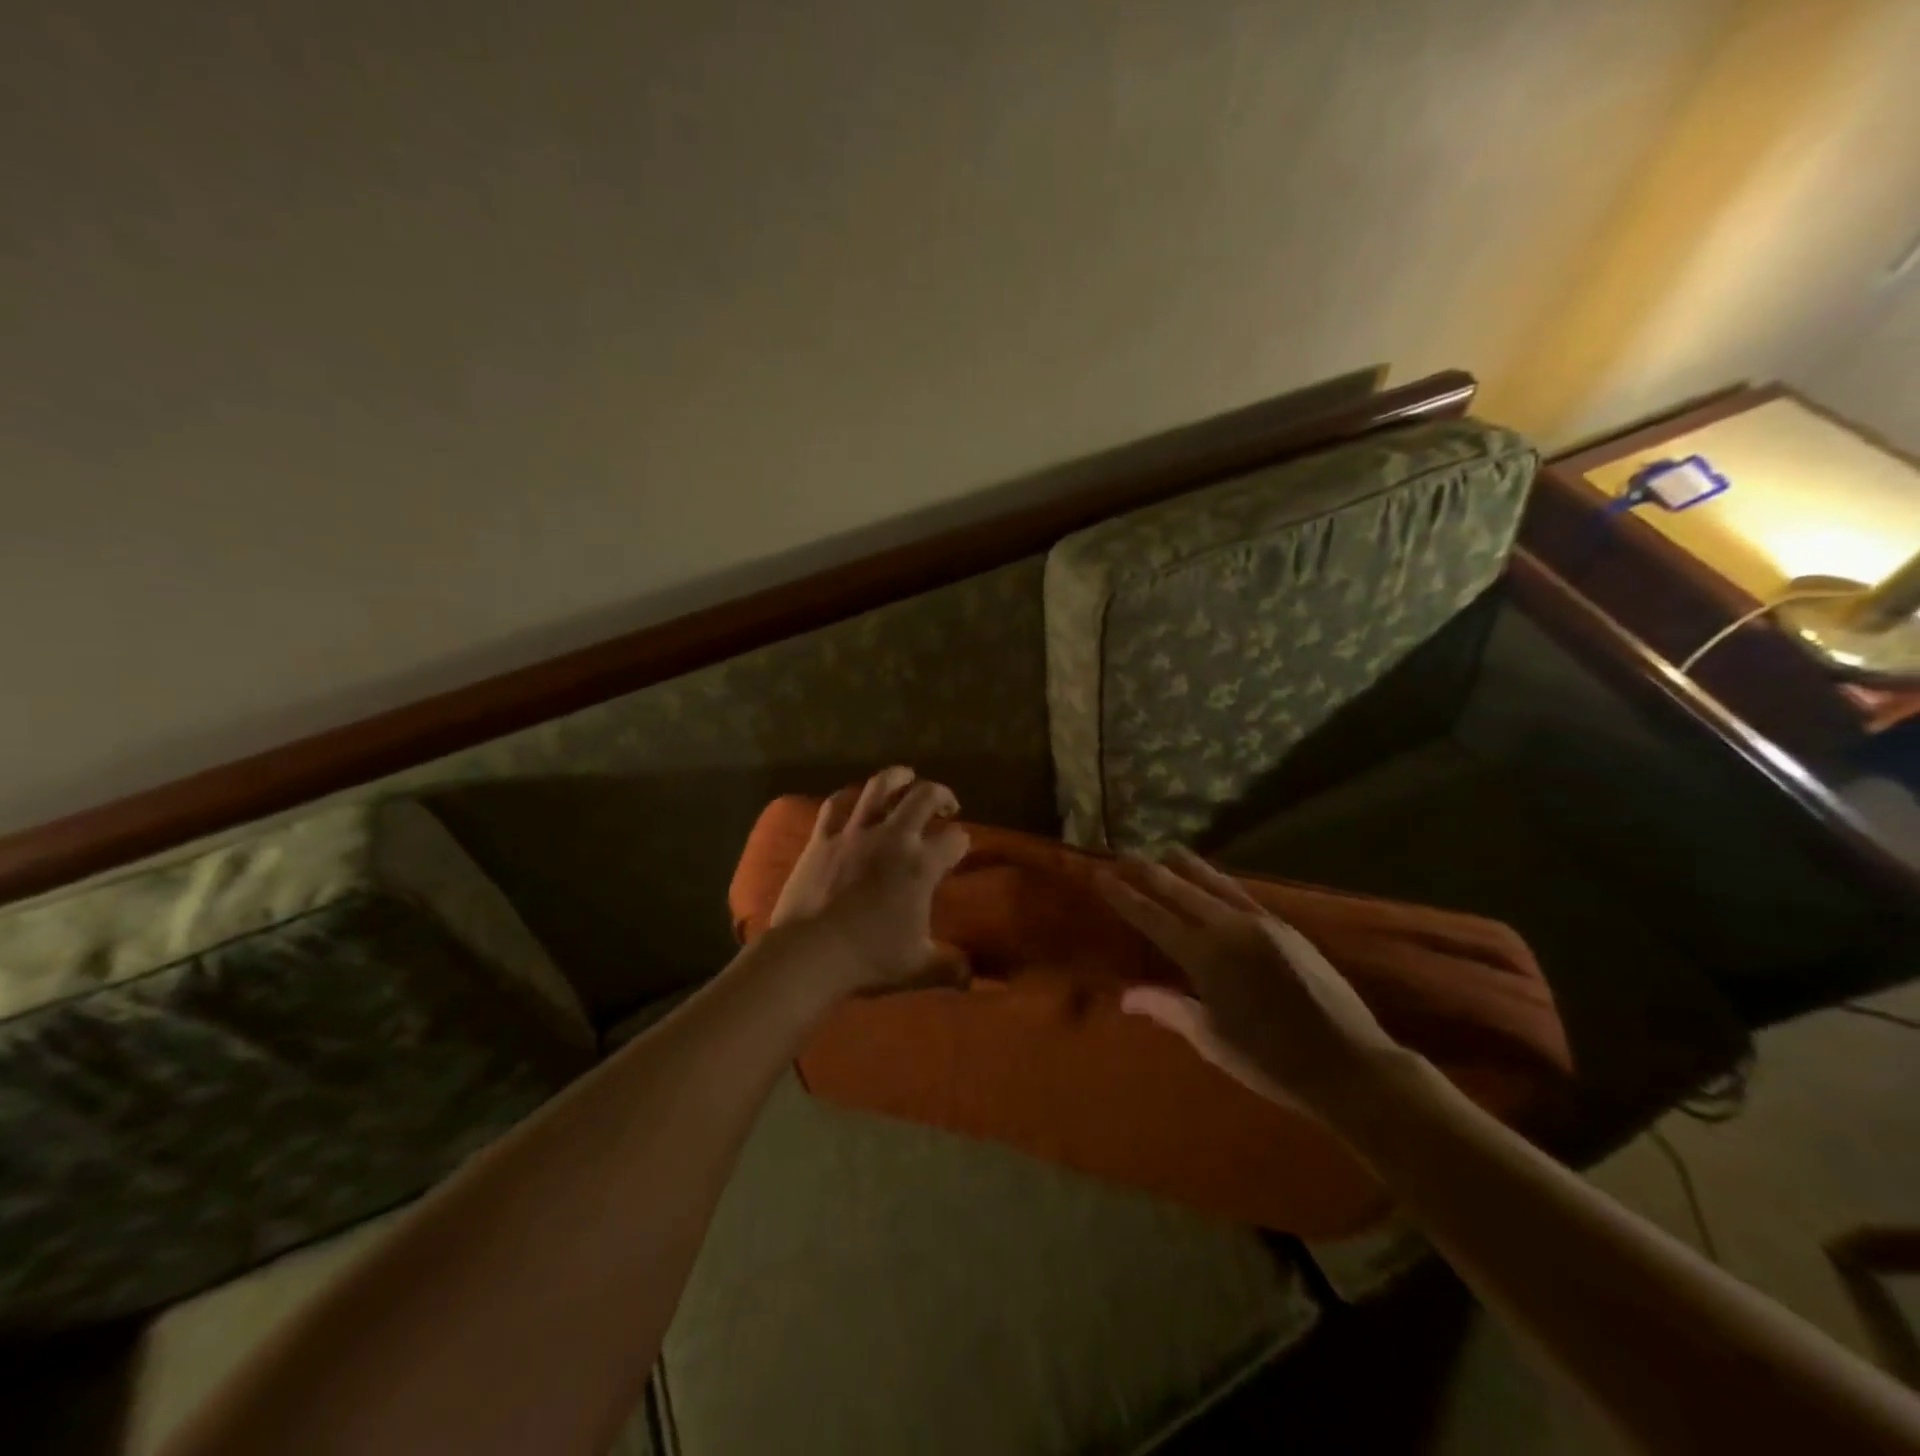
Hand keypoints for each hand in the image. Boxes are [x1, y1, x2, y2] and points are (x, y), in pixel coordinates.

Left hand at [769, 766, 970, 995]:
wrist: (810, 953)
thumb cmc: (869, 958)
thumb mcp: (918, 967)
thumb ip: (950, 967)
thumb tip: (973, 978)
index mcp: (921, 865)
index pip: (955, 839)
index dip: (962, 842)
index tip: (960, 849)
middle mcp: (893, 838)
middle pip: (924, 797)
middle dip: (941, 795)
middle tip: (946, 804)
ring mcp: (855, 833)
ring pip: (879, 787)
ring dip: (897, 777)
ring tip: (906, 776)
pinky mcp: (822, 838)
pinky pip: (835, 805)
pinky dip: (848, 797)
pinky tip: (854, 797)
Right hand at [1093, 847, 1409, 1118]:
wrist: (1349, 1064)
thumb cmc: (1271, 1061)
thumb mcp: (1212, 1039)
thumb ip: (1168, 1008)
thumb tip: (1126, 995)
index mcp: (1205, 957)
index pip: (1153, 918)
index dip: (1125, 897)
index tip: (1102, 876)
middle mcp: (1230, 929)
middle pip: (1181, 891)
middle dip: (1150, 873)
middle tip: (1126, 854)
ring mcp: (1262, 924)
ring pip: (1215, 884)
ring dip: (1188, 867)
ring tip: (1168, 850)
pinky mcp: (1286, 928)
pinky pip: (1243, 894)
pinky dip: (1221, 882)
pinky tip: (1216, 879)